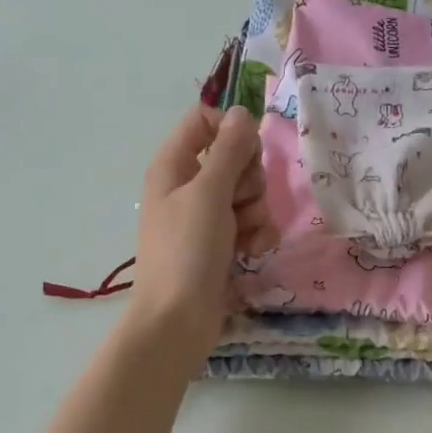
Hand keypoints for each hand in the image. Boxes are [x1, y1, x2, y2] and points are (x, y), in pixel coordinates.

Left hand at [128, 104, 275, 361]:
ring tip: (246, 235)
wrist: (178, 320)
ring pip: (248, 192)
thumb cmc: (187, 251)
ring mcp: (206, 216)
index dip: (231, 131)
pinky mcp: (223, 242)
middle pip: (234, 157)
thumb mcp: (209, 194)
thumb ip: (229, 151)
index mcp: (174, 165)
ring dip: (257, 212)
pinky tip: (253, 252)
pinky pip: (251, 222)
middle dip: (250, 179)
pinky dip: (257, 235)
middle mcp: (189, 185)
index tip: (246, 153)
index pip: (204, 121)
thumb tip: (243, 112)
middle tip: (241, 201)